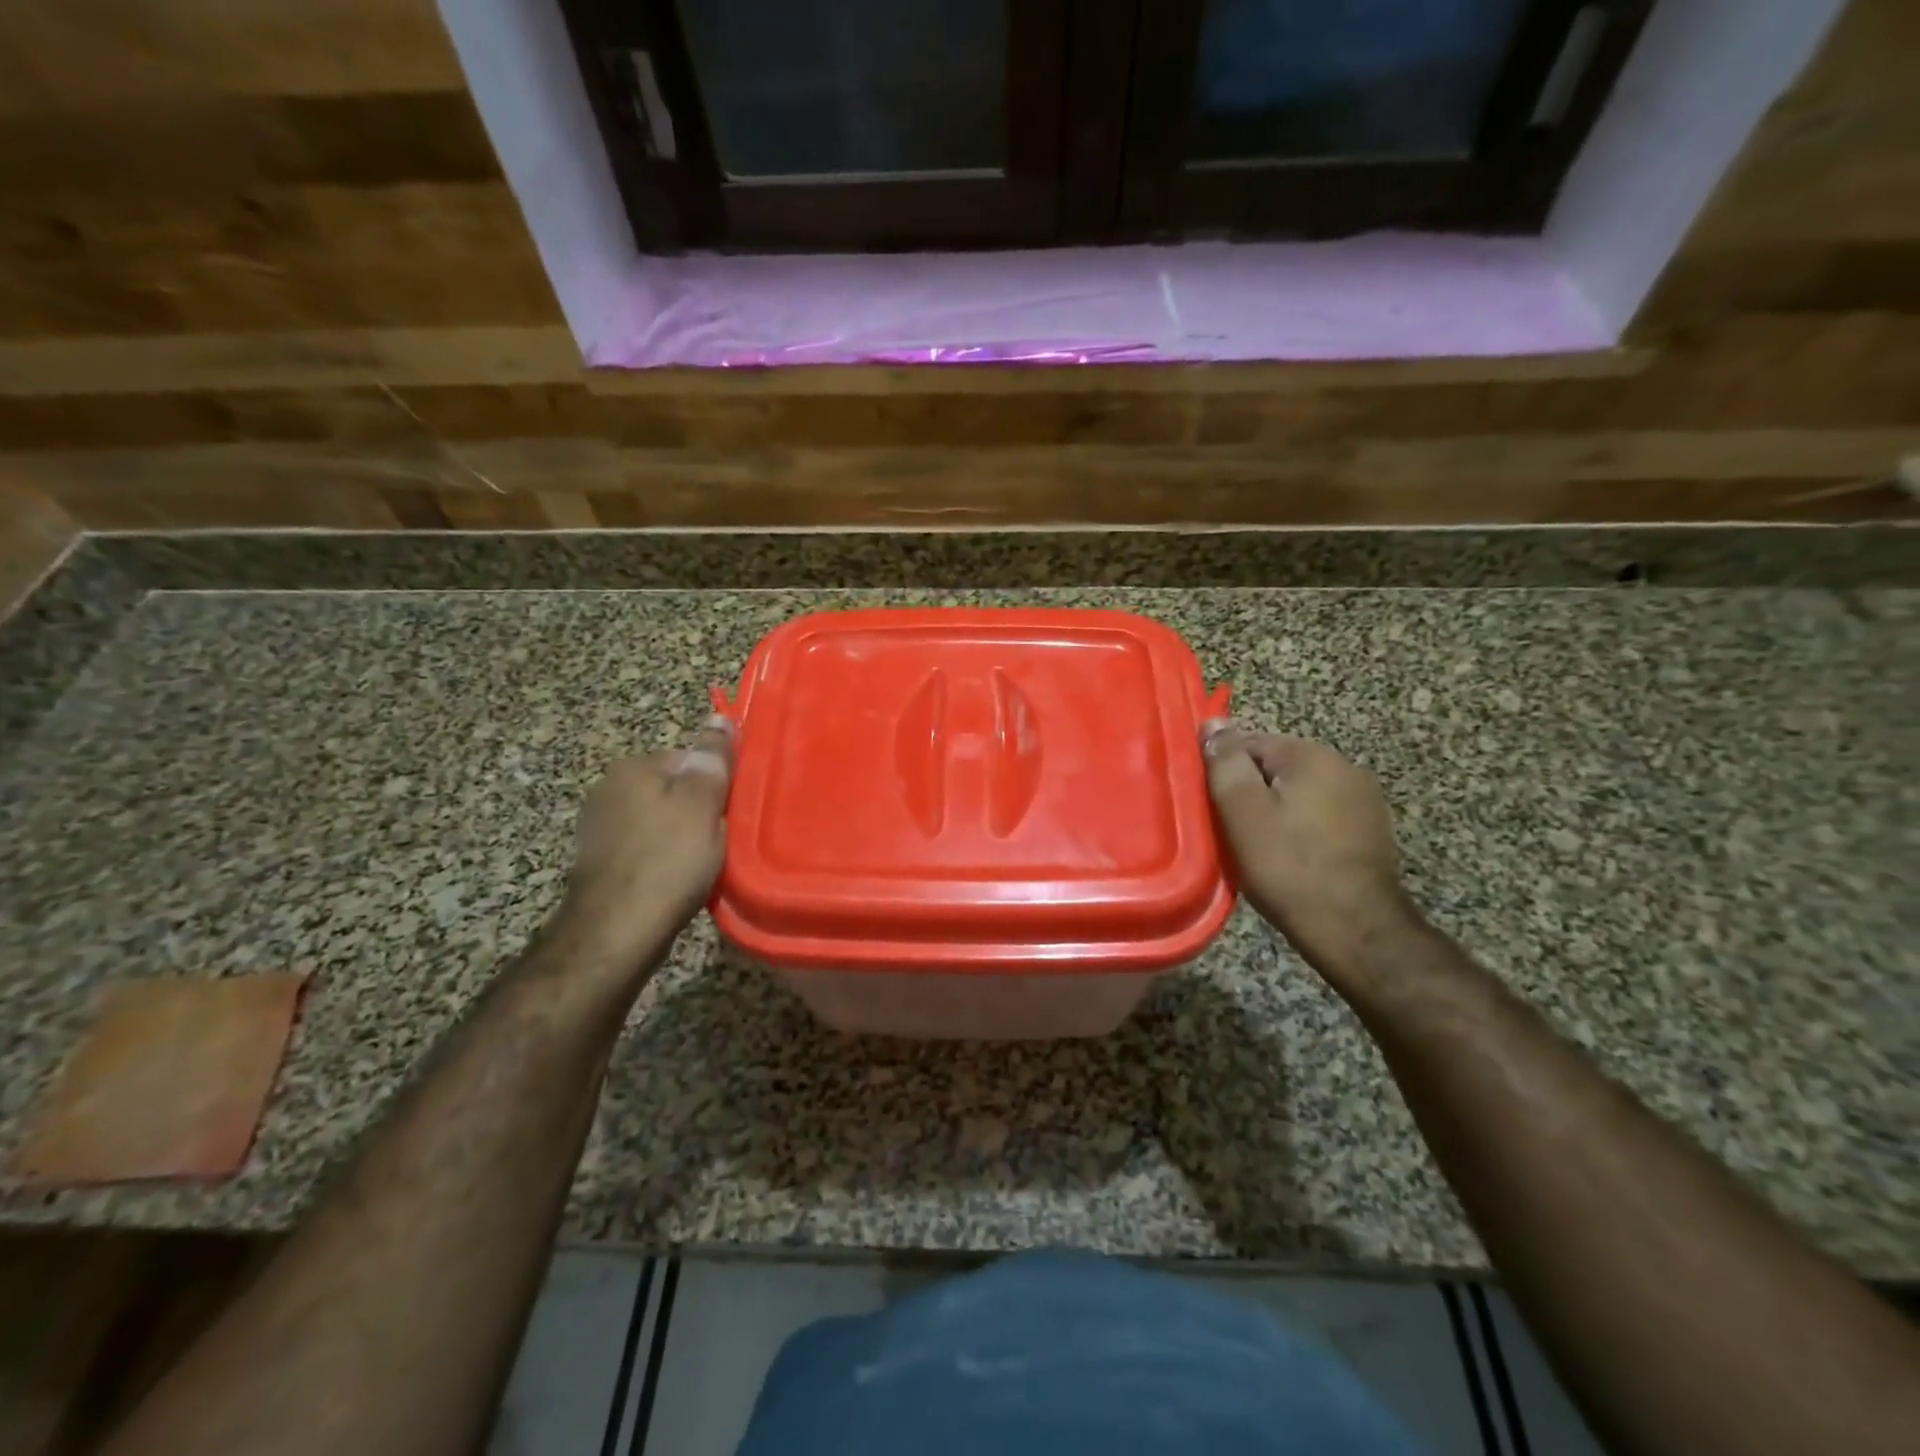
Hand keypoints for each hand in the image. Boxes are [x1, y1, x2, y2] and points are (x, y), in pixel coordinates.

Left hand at [560, 716, 734, 966]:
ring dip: (683, 838)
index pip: (689, 759)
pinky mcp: (599, 862)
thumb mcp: (702, 803)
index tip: (729, 812)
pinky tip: (677, 880)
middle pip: (674, 790)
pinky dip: (664, 859)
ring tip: (701, 865)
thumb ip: (713, 759)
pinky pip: (646, 848)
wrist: (616, 931)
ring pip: (661, 821)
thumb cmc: (667, 860)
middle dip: (699, 812)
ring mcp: (599, 827)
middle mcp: (608, 789)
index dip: (715, 785)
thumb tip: (720, 719)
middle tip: (719, 841)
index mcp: (632, 767)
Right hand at [1202, 722, 1418, 981]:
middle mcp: (1344, 766)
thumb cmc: (1289, 868)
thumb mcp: (1242, 812)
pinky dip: (1299, 828)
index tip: (1211, 805)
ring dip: (1274, 810)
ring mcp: (1364, 800)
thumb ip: (1226, 763)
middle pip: (1276, 767)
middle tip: (1229, 829)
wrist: (1355, 929)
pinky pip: (1320, 815)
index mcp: (1312, 756)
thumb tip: (1214, 723)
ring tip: (1257, 846)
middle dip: (1250, 791)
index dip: (1223, 772)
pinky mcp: (1371, 831)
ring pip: (1298, 792)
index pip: (1249, 742)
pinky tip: (1289, 856)